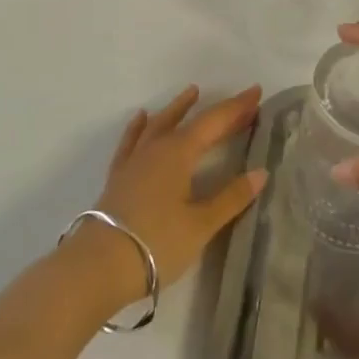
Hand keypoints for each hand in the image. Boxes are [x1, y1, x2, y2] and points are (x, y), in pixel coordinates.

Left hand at [66, 85, 267, 306]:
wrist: (97, 266)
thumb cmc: (156, 243)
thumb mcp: (200, 224)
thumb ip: (230, 197)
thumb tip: (261, 172)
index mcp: (179, 153)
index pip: (214, 122)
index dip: (236, 107)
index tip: (256, 92)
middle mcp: (156, 149)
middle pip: (190, 121)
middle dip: (217, 111)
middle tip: (240, 103)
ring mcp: (134, 161)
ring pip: (159, 124)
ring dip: (178, 109)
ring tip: (191, 92)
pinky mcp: (118, 177)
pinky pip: (132, 141)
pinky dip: (139, 127)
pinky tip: (141, 118)